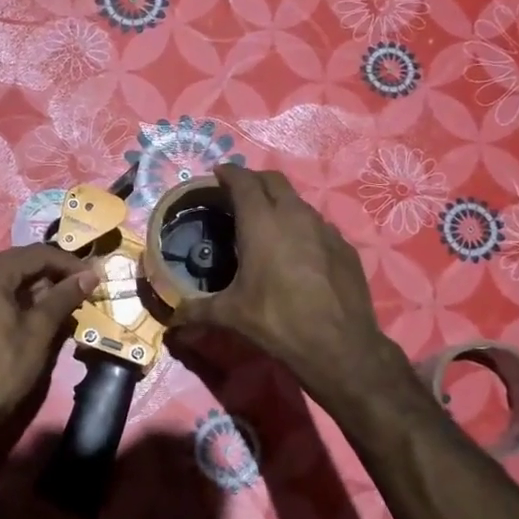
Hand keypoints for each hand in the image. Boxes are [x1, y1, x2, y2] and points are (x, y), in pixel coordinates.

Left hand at [0, 244, 98, 444]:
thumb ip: (64, 296)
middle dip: (46, 274)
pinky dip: (2, 301)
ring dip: (25, 288)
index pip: (34, 254)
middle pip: (13, 264)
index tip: (91, 276)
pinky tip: (18, 318)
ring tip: (51, 305)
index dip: (67, 263)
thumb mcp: (40, 330)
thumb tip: (89, 274)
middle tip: (74, 289)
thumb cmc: (5, 368)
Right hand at [170, 165, 404, 407]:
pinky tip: (298, 251)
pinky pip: (319, 226)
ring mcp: (325, 229)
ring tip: (267, 222)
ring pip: (299, 202)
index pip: (244, 182)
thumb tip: (173, 320)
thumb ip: (198, 311)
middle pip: (274, 181)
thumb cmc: (277, 321)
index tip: (219, 173)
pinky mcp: (345, 247)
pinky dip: (303, 227)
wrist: (339, 345)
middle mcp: (295, 216)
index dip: (230, 173)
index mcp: (262, 223)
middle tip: (239, 193)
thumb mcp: (231, 316)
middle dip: (255, 180)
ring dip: (280, 203)